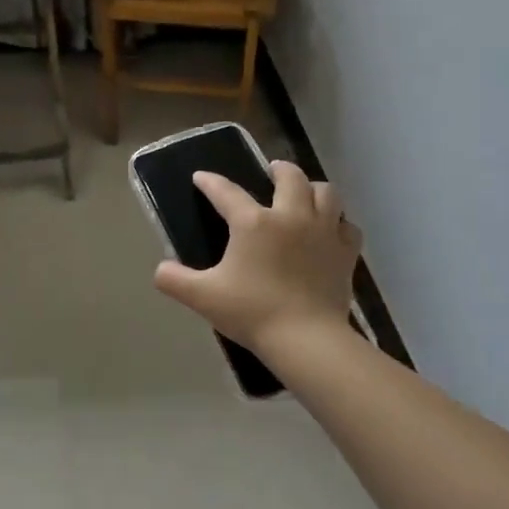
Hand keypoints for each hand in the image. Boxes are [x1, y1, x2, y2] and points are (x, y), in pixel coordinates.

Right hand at [153, 161, 361, 359]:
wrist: (306, 339)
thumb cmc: (252, 312)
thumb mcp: (202, 297)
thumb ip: (174, 280)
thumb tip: (160, 269)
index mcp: (253, 223)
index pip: (226, 192)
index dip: (210, 182)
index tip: (201, 177)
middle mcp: (291, 216)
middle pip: (290, 177)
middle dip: (279, 169)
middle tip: (271, 172)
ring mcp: (323, 232)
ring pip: (326, 193)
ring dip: (313, 188)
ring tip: (304, 195)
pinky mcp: (346, 253)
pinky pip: (347, 226)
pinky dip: (338, 223)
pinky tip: (330, 231)